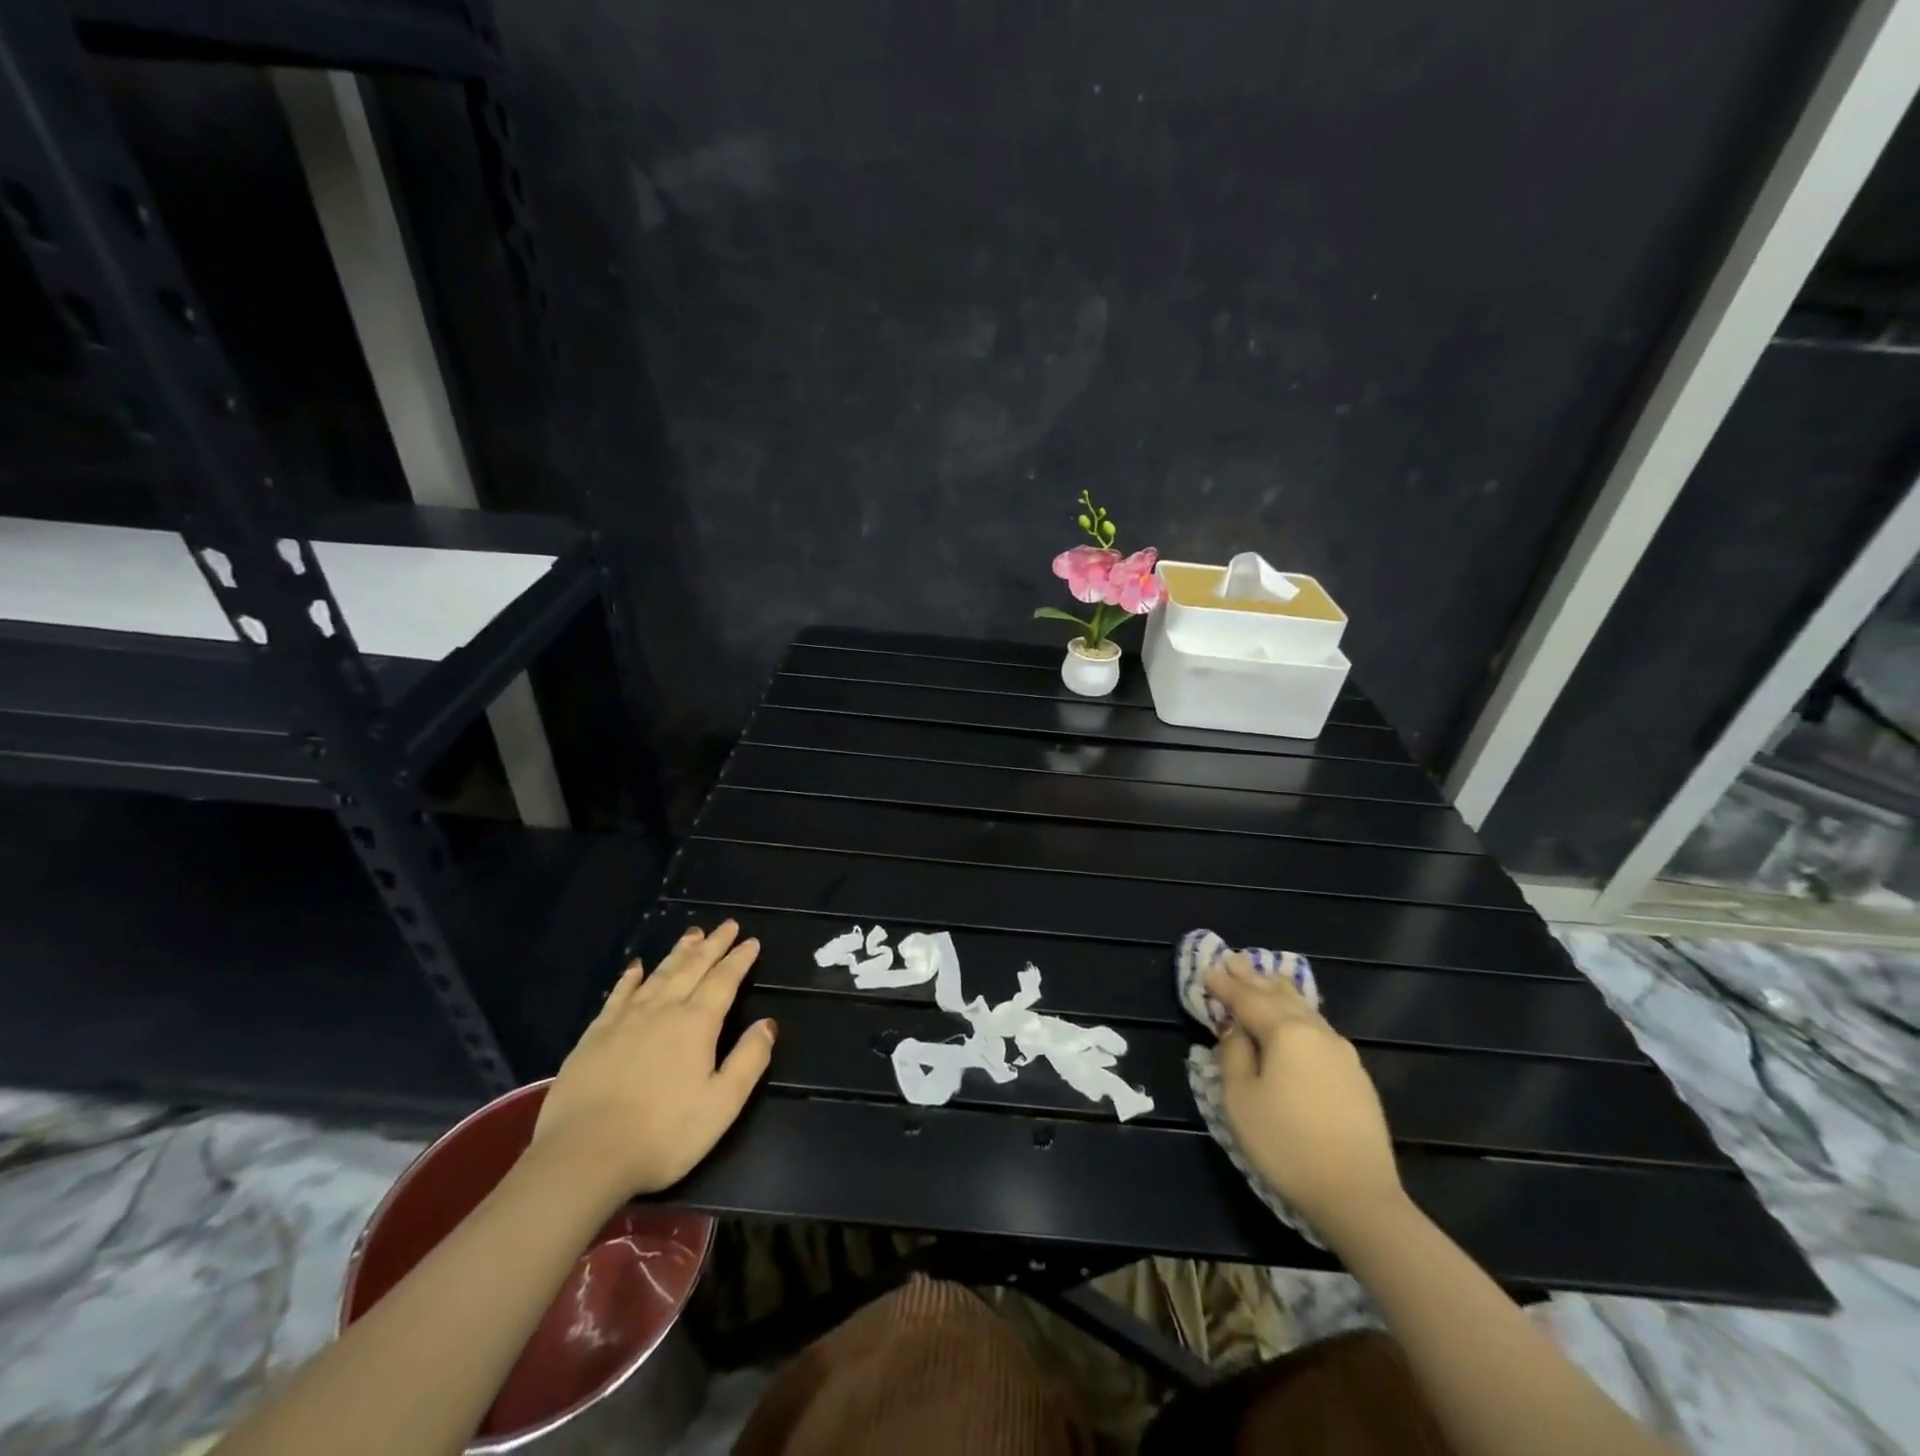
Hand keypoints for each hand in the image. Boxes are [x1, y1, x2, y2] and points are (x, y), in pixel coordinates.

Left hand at [529, 921, 775, 1203]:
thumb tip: (768, 1024)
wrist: (584, 1156)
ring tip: (693, 934)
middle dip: (713, 945)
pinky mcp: (595, 1035)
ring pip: (659, 974)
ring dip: (679, 952)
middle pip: (692, 968)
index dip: (739, 959)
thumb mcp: (722, 1104)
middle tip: (727, 925)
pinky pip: (618, 995)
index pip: (724, 981)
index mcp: (697, 1024)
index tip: (751, 941)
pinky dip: (631, 977)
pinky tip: (636, 966)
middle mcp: (663, 1010)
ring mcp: (625, 1020)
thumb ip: (749, 1060)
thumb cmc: (663, 1135)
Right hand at [1205, 957, 1404, 1236]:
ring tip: (1265, 977)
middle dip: (1253, 977)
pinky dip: (1298, 1013)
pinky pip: (1318, 1028)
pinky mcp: (1355, 1076)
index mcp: (1286, 1032)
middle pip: (1279, 995)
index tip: (1207, 968)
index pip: (1247, 999)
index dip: (1225, 984)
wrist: (1358, 1196)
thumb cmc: (1287, 1144)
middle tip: (1234, 958)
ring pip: (1304, 1008)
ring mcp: (1341, 1053)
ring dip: (1279, 991)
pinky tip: (1297, 1016)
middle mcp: (1316, 1032)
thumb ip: (1233, 1055)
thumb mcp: (1241, 1100)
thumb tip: (1236, 1031)